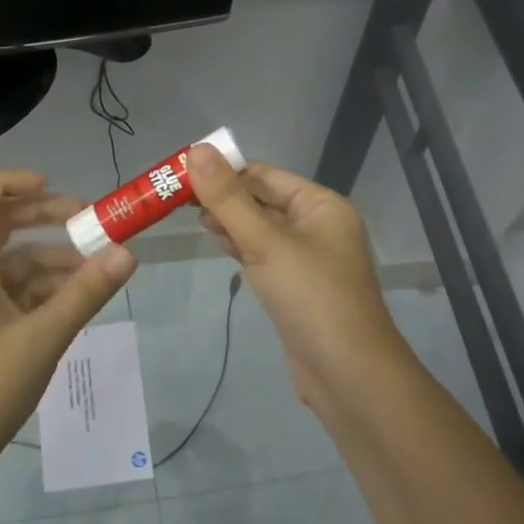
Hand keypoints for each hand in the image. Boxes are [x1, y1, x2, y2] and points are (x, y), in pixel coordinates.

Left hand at [0, 170, 135, 478]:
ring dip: (53, 258)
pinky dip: (46, 289)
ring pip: (14, 262)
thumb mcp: (43, 339)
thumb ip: (86, 294)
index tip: (52, 186)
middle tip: (89, 221)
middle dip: (44, 216)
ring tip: (99, 268)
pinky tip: (79, 301)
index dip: (9, 182)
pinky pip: (16, 292)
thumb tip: (128, 254)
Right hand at [187, 146, 408, 411]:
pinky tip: (218, 244)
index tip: (180, 172)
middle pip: (262, 199)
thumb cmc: (311, 297)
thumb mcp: (265, 242)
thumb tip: (196, 149)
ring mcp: (308, 258)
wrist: (347, 374)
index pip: (264, 174)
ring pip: (260, 228)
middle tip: (176, 199)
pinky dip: (240, 247)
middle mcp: (318, 225)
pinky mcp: (296, 286)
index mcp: (320, 205)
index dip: (223, 170)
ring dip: (229, 221)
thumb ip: (228, 198)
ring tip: (192, 219)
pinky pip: (264, 254)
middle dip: (223, 197)